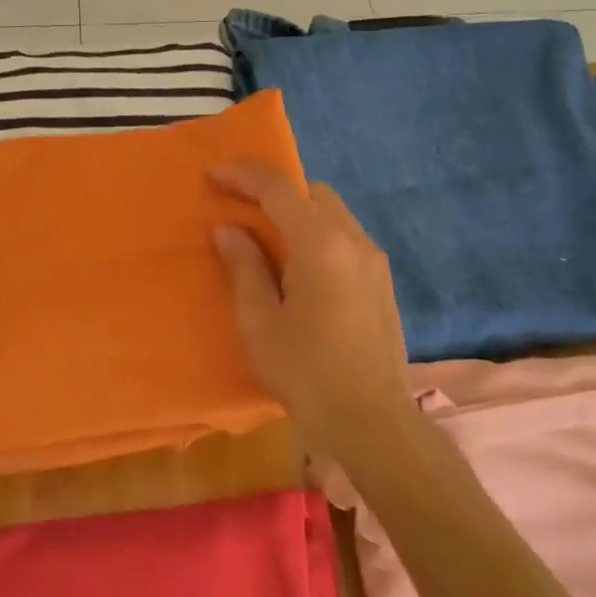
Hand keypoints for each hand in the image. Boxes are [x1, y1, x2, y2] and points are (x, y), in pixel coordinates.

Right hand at [212, 164, 412, 456]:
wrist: (371, 421)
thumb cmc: (305, 372)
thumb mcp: (260, 321)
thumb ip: (244, 267)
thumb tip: (229, 229)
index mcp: (321, 245)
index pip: (280, 190)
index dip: (243, 176)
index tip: (213, 176)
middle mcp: (354, 241)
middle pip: (313, 193)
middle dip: (275, 192)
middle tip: (240, 211)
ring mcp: (375, 262)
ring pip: (334, 214)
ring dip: (299, 214)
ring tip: (267, 241)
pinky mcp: (383, 283)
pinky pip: (346, 238)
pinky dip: (318, 235)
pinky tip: (299, 269)